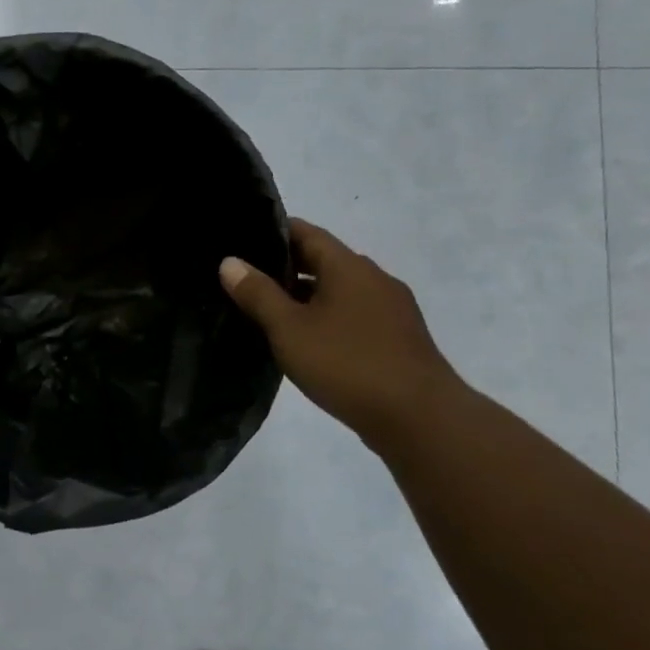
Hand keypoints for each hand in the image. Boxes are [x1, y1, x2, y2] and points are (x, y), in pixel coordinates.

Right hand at [220, 219, 460, 450]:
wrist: (420, 418)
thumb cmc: (347, 364)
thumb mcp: (289, 329)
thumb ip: (258, 294)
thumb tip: (229, 262)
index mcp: (348, 267)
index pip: (307, 232)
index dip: (274, 231)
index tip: (244, 239)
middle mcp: (374, 278)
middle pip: (325, 260)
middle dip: (287, 266)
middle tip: (247, 278)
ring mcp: (392, 309)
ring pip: (340, 289)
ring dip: (308, 294)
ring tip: (271, 310)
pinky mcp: (399, 337)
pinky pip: (355, 313)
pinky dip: (328, 316)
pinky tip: (309, 339)